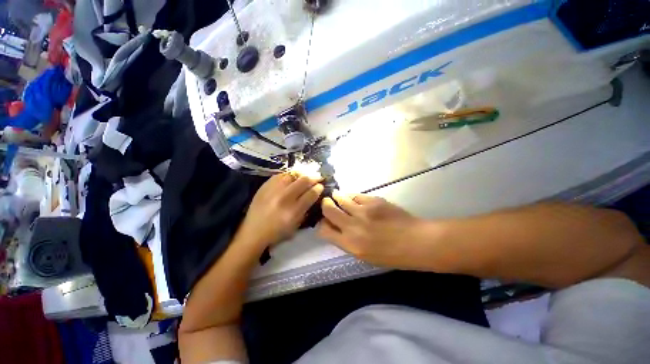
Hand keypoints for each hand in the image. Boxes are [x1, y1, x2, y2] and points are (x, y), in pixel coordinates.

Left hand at [238, 172, 322, 248]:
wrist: (253, 231)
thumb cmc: (277, 232)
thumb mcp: (296, 224)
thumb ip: (306, 208)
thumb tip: (314, 194)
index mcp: (293, 211)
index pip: (311, 194)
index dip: (318, 188)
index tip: (321, 186)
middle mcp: (284, 198)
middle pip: (303, 181)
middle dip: (314, 177)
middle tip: (318, 177)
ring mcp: (273, 190)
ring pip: (292, 175)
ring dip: (301, 174)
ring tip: (305, 176)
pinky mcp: (264, 186)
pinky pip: (280, 175)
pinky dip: (288, 176)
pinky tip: (291, 178)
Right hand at [318, 191, 428, 268]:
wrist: (416, 242)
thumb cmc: (391, 255)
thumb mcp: (364, 256)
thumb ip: (347, 241)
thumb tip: (336, 227)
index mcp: (350, 244)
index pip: (324, 230)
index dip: (322, 224)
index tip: (324, 220)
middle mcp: (353, 227)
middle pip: (328, 210)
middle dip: (325, 205)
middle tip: (328, 203)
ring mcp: (363, 211)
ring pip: (340, 198)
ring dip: (337, 196)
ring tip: (337, 196)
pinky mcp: (373, 201)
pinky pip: (356, 195)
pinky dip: (352, 196)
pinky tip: (354, 199)